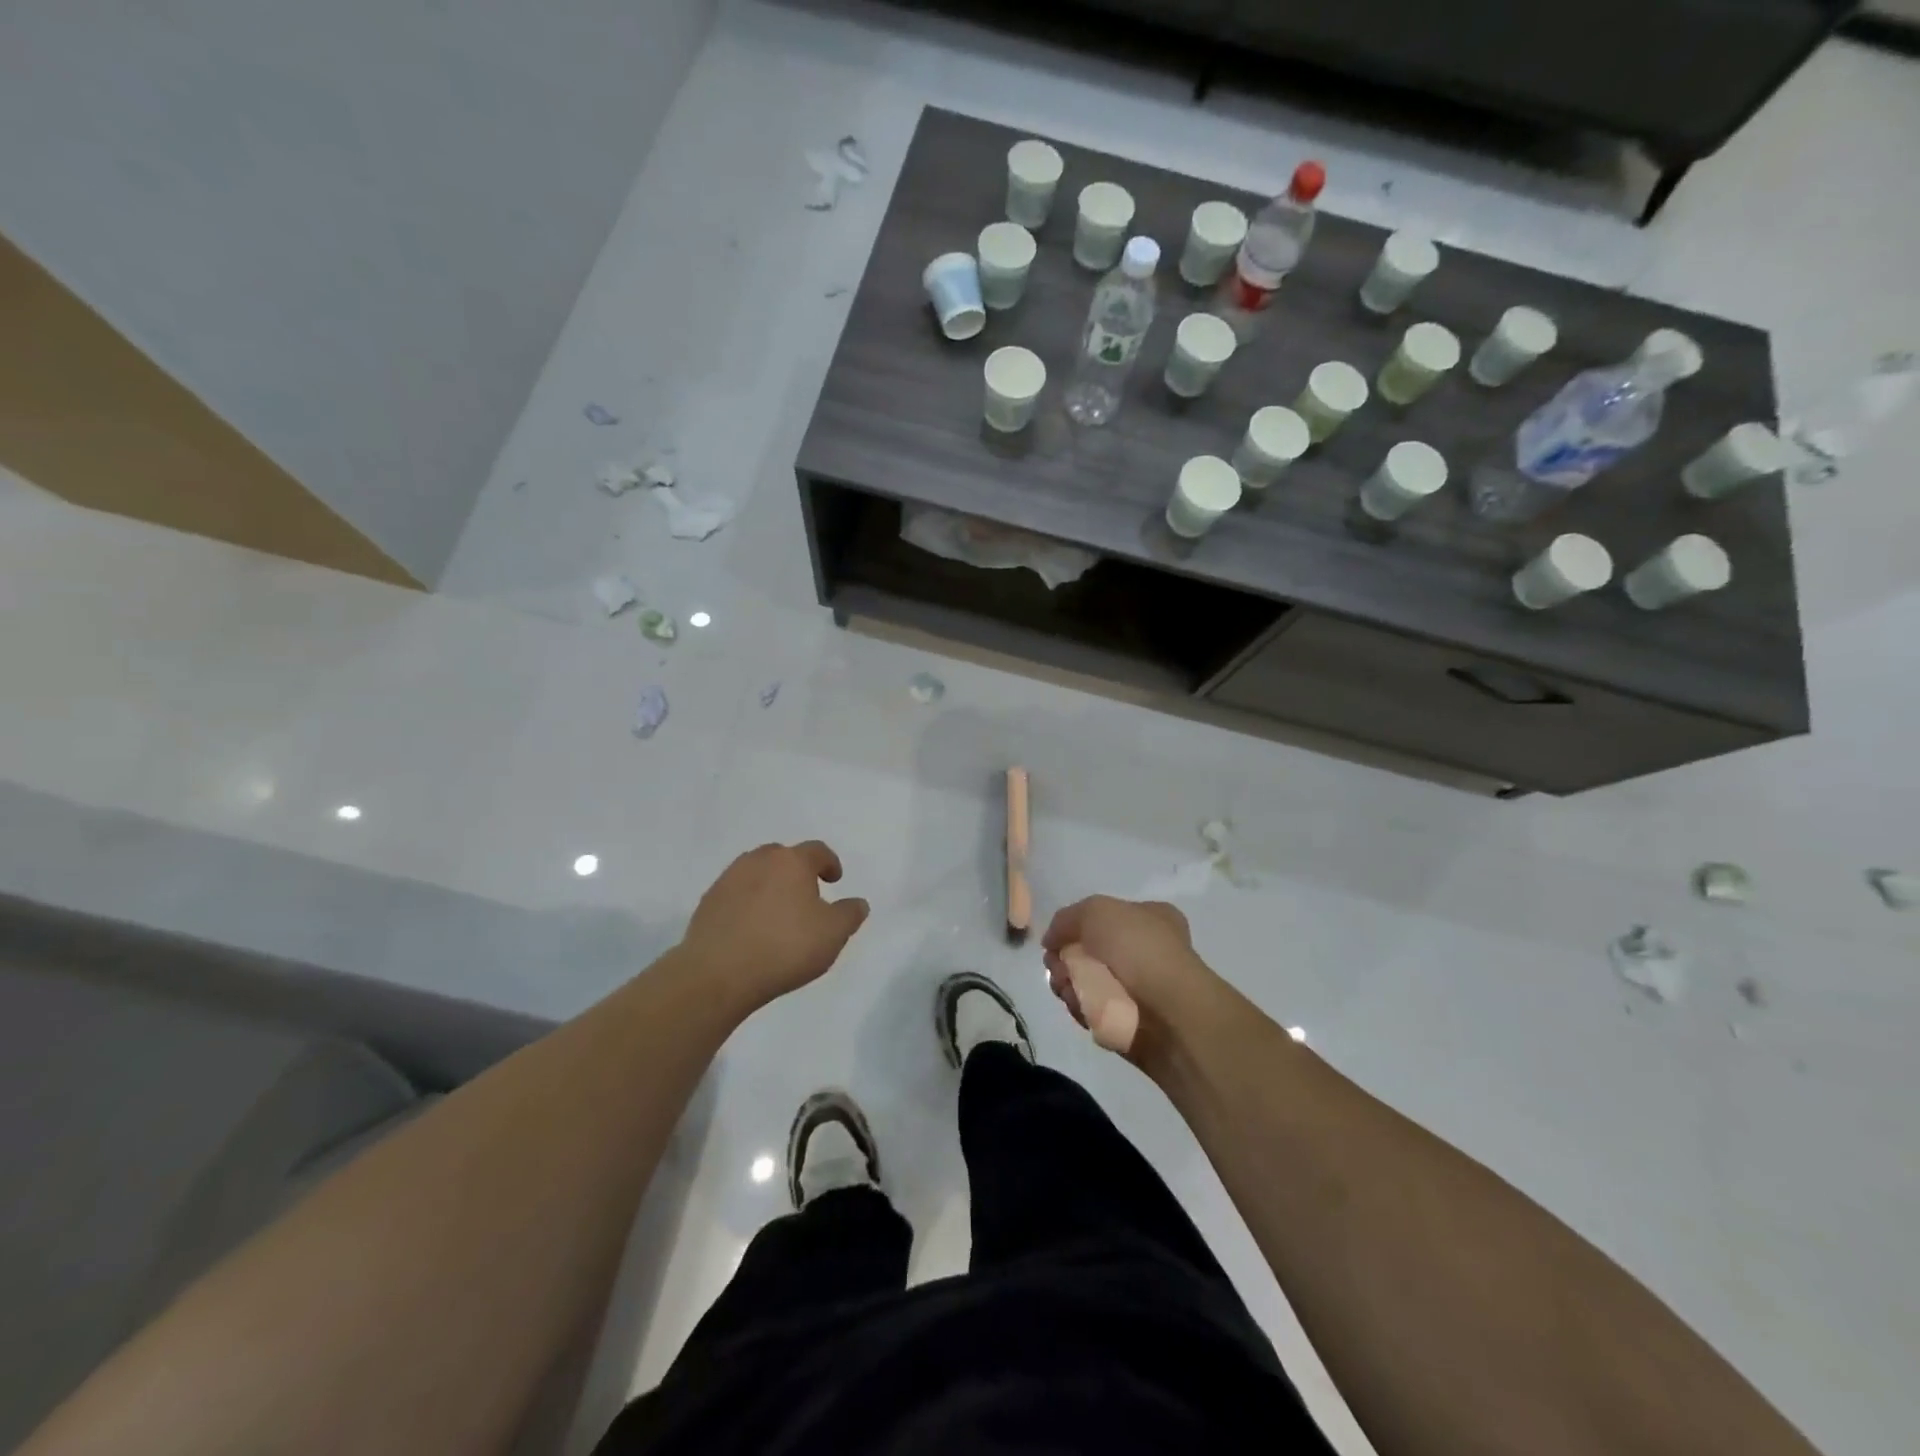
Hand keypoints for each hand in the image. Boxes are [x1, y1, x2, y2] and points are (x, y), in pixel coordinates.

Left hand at [678, 842, 869, 1012]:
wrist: (718, 974)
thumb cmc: (785, 948)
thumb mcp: (833, 934)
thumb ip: (850, 914)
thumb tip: (857, 903)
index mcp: (792, 862)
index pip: (817, 851)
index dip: (830, 863)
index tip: (835, 880)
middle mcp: (759, 861)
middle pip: (783, 856)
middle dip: (797, 871)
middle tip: (806, 894)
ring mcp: (728, 880)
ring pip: (756, 872)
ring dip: (769, 885)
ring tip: (777, 911)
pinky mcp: (708, 903)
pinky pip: (735, 894)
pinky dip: (747, 903)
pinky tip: (751, 928)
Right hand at [1042, 896, 1225, 1069]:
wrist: (1169, 1013)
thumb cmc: (1138, 949)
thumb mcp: (1096, 911)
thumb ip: (1066, 919)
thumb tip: (1052, 941)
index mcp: (1150, 918)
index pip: (1104, 918)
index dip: (1076, 927)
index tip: (1056, 940)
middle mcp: (1146, 951)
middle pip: (1089, 951)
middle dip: (1066, 958)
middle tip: (1056, 966)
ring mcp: (1139, 988)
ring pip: (1086, 981)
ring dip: (1068, 982)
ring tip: (1066, 987)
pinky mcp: (1128, 1019)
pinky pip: (1093, 1009)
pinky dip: (1080, 1006)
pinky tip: (1078, 1005)